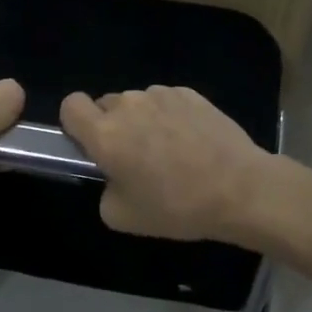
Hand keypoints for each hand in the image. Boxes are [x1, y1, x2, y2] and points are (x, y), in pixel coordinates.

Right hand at [59, 86, 273, 242]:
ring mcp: (162, 95)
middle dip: (113, 126)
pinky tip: (192, 142)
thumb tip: (113, 177)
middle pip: (106, 105)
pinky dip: (170, 116)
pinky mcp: (191, 93)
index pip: (70, 105)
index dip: (75, 123)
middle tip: (135, 158)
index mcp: (105, 134)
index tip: (91, 145)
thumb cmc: (177, 207)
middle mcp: (129, 105)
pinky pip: (166, 101)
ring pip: (138, 103)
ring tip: (170, 151)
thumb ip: (104, 190)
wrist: (240, 189)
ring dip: (143, 121)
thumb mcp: (122, 217)